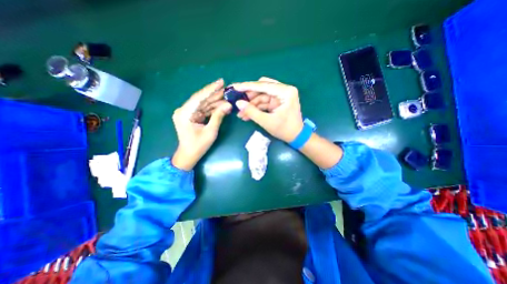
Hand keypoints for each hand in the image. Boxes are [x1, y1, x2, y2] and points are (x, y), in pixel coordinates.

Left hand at [171, 79, 231, 168]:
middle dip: (215, 94)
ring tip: (227, 97)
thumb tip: (228, 105)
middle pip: (202, 99)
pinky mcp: (192, 116)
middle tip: (227, 89)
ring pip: (204, 104)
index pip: (199, 97)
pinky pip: (204, 109)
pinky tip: (222, 105)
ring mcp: (188, 113)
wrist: (189, 155)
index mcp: (184, 113)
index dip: (210, 89)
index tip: (221, 82)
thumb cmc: (198, 146)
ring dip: (216, 101)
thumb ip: (218, 116)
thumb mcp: (210, 131)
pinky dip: (213, 108)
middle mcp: (184, 110)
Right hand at [232, 77, 301, 142]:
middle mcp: (284, 90)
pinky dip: (256, 108)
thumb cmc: (284, 130)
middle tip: (237, 102)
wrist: (296, 137)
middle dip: (249, 97)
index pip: (263, 85)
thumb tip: (238, 103)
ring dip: (251, 105)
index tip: (235, 87)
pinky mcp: (277, 102)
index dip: (248, 87)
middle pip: (262, 89)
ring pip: (261, 97)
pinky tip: (247, 115)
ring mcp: (280, 96)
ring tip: (240, 113)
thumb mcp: (267, 121)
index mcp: (286, 92)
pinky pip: (264, 102)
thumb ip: (251, 112)